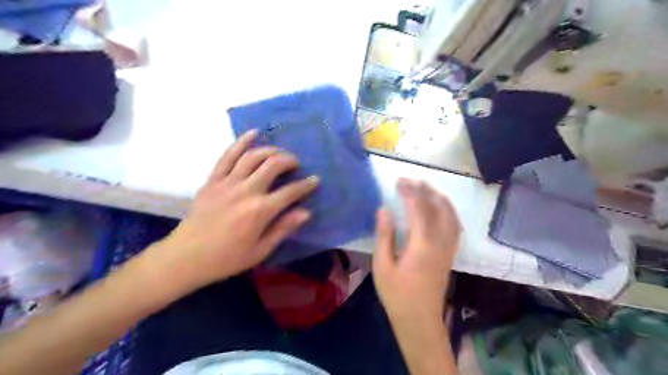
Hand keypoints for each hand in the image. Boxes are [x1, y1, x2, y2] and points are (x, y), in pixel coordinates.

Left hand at [159, 131, 318, 290]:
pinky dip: (242, 141)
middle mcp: (246, 191)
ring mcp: (227, 182)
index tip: (316, 180)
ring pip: (253, 156)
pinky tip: (254, 133)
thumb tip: (306, 212)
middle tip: (296, 164)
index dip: (307, 184)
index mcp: (260, 211)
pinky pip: (228, 155)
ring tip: (280, 153)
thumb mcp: (260, 250)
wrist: (186, 257)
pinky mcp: (213, 179)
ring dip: (271, 150)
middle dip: (290, 160)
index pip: (291, 191)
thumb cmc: (227, 258)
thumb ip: (283, 228)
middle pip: (273, 165)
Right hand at [374, 178, 462, 322]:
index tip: (398, 181)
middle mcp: (440, 242)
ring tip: (425, 187)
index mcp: (422, 244)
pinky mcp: (451, 253)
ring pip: (450, 214)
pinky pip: (455, 225)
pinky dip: (449, 210)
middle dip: (424, 190)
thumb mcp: (382, 266)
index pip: (419, 208)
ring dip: (439, 197)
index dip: (410, 191)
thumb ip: (384, 236)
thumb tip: (384, 209)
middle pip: (437, 207)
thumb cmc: (397, 294)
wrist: (420, 320)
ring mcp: (449, 247)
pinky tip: (441, 207)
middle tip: (410, 181)